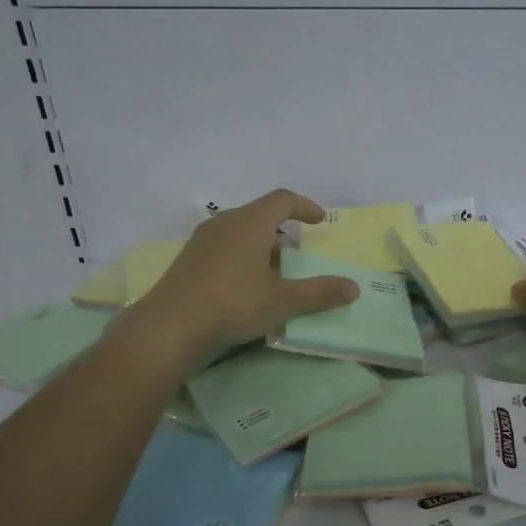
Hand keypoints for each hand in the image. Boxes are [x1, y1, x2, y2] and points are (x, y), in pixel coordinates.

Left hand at [130, 189, 359, 363]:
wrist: (171, 326)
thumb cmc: (234, 303)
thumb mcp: (283, 301)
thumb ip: (319, 292)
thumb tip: (354, 288)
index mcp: (250, 222)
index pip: (282, 200)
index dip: (304, 206)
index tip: (319, 220)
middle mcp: (225, 222)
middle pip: (259, 215)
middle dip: (282, 230)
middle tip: (298, 253)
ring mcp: (202, 241)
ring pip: (239, 232)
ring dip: (261, 246)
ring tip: (274, 273)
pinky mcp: (188, 260)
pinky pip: (223, 248)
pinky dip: (242, 257)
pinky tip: (245, 286)